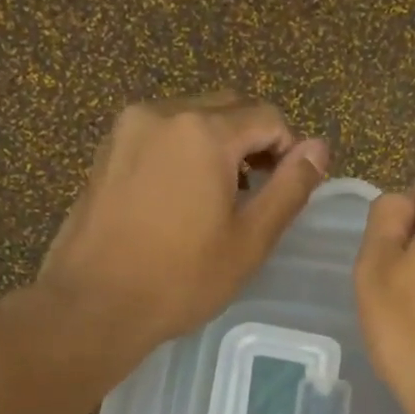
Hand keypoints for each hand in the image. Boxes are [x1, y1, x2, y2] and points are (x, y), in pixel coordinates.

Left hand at [39, 93, 328, 352]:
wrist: (94, 304)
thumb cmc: (181, 279)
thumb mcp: (249, 240)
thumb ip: (289, 188)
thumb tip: (320, 147)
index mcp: (203, 131)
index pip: (267, 116)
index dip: (290, 148)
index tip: (290, 189)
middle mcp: (163, 113)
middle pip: (227, 108)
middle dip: (253, 142)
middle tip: (259, 195)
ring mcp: (127, 129)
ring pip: (191, 119)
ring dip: (218, 147)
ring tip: (221, 201)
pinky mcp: (106, 151)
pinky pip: (160, 136)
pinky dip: (183, 154)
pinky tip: (182, 201)